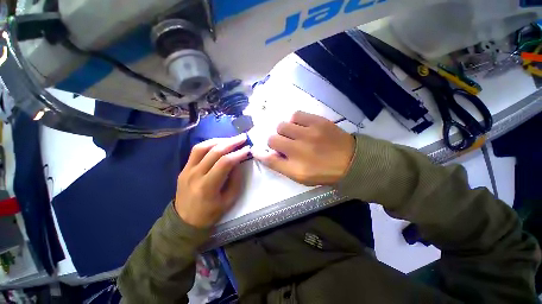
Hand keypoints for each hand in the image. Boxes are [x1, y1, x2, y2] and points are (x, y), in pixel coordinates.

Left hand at [175, 134, 249, 227]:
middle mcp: (195, 175)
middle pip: (214, 152)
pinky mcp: (183, 168)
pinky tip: (218, 143)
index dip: (238, 154)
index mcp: (207, 187)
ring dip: (219, 140)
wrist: (184, 221)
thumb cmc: (210, 213)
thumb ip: (235, 181)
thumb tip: (238, 163)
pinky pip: (196, 151)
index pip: (225, 163)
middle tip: (242, 137)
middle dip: (231, 142)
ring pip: (202, 147)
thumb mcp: (229, 201)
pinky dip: (209, 144)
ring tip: (231, 139)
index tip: (248, 149)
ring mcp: (186, 170)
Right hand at [253, 111, 354, 185]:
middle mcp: (299, 150)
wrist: (351, 160)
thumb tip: (261, 154)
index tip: (257, 150)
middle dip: (275, 142)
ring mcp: (309, 134)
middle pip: (272, 139)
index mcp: (295, 168)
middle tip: (285, 144)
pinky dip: (294, 121)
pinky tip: (301, 126)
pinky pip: (295, 115)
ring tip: (294, 134)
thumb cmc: (323, 172)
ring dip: (284, 131)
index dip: (260, 153)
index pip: (269, 159)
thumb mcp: (300, 176)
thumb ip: (280, 166)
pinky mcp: (318, 121)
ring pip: (282, 125)